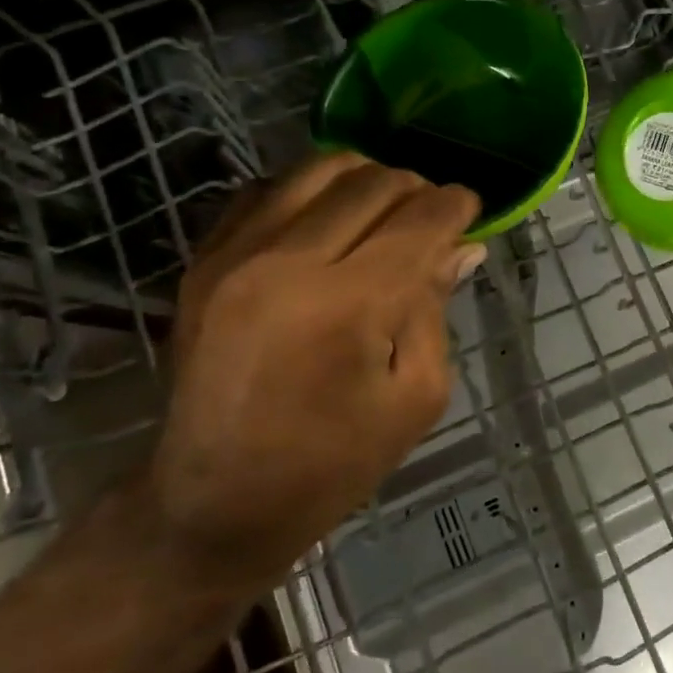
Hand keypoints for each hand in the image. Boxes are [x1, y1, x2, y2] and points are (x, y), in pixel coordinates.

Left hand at [148, 155, 482, 595]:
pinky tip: (325, 224)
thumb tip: (460, 246)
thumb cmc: (332, 463)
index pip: (421, 219)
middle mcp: (287, 262)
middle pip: (374, 182)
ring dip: (365, 179)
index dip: (457, 205)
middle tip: (428, 220)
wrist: (214, 503)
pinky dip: (310, 192)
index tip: (469, 211)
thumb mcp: (416, 396)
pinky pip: (267, 189)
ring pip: (320, 169)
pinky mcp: (203, 260)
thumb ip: (435, 307)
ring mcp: (235, 255)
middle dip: (417, 190)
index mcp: (348, 305)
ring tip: (381, 213)